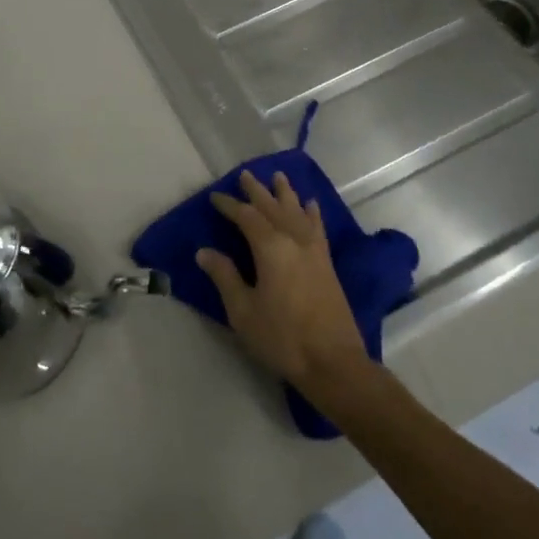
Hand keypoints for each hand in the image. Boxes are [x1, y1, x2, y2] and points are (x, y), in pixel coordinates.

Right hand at [196, 170, 370, 401]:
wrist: (333, 363)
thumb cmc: (282, 338)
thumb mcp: (243, 311)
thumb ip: (225, 277)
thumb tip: (205, 252)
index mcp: (270, 248)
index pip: (246, 217)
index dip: (230, 205)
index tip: (215, 197)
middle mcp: (294, 241)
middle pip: (273, 208)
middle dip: (257, 191)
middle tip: (245, 175)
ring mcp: (314, 251)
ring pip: (297, 212)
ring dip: (285, 194)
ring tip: (278, 177)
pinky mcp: (327, 264)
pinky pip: (317, 228)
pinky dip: (312, 214)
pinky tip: (311, 206)